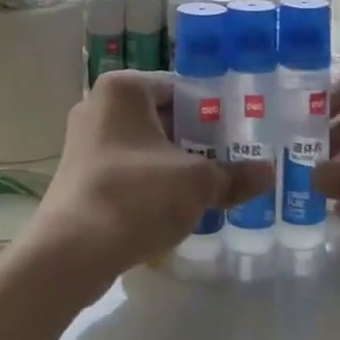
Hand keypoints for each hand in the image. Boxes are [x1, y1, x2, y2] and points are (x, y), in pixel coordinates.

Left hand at [12, 71, 272, 296]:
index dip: (214, 111)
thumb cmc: (136, 196)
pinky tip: (177, 206)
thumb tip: (268, 173)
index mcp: (123, 89)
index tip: (242, 133)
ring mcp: (85, 141)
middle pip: (162, 116)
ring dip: (175, 164)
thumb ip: (234, 175)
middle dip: (196, 140)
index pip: (181, 88)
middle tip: (234, 160)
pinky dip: (152, 181)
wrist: (71, 251)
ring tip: (213, 186)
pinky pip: (128, 169)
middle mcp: (99, 106)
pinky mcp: (80, 174)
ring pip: (145, 146)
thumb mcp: (196, 183)